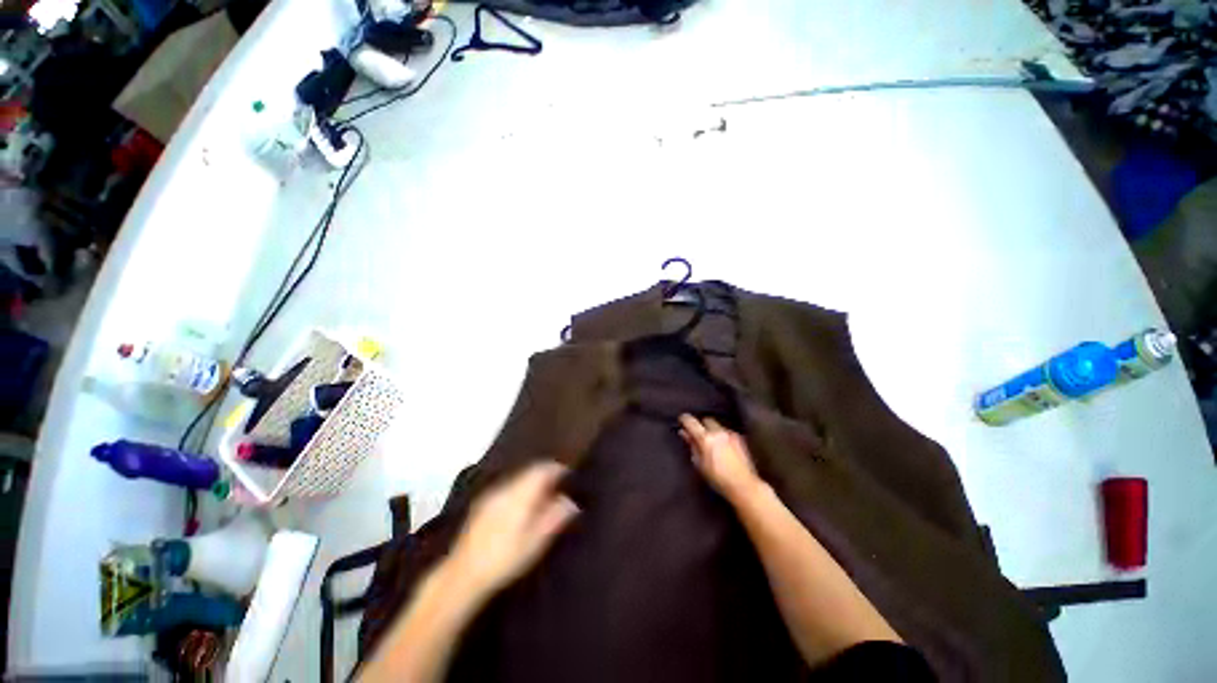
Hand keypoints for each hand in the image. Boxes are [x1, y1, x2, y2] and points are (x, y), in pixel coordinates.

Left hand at [448, 462, 579, 596]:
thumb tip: (571, 501)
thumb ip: (555, 517)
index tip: (569, 476)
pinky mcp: (482, 504)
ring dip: (532, 482)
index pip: (543, 469)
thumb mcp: (536, 541)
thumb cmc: (505, 558)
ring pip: (518, 478)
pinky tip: (521, 506)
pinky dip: (519, 489)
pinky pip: (507, 486)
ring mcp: (492, 494)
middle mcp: (506, 487)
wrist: (462, 575)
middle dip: (546, 475)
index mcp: (521, 493)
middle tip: (559, 487)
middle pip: (530, 470)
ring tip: (543, 497)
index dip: (558, 469)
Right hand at [679, 414, 761, 501]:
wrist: (744, 486)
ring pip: (717, 425)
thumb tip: (684, 433)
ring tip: (712, 443)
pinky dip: (722, 436)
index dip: (684, 419)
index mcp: (706, 438)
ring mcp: (731, 434)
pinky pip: (727, 432)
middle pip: (706, 420)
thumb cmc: (718, 478)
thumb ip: (691, 445)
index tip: (681, 420)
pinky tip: (723, 447)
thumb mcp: (700, 464)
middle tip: (698, 435)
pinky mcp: (741, 438)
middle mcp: (719, 432)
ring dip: (712, 431)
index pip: (691, 422)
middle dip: (701, 425)